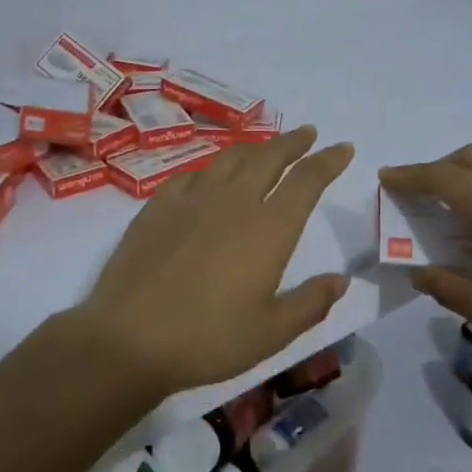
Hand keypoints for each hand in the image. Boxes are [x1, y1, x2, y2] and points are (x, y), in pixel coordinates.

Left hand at [71, 126, 354, 394]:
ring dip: (255, 148)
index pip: (307, 181)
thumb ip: (311, 302)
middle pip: (270, 157)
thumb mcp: (272, 332)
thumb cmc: (209, 339)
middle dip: (293, 143)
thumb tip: (341, 279)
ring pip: (231, 158)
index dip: (328, 161)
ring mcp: (193, 198)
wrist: (129, 337)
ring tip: (266, 147)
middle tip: (308, 133)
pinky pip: (193, 174)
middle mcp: (234, 201)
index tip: (342, 147)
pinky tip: (210, 176)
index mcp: (269, 228)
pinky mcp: (158, 205)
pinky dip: (212, 168)